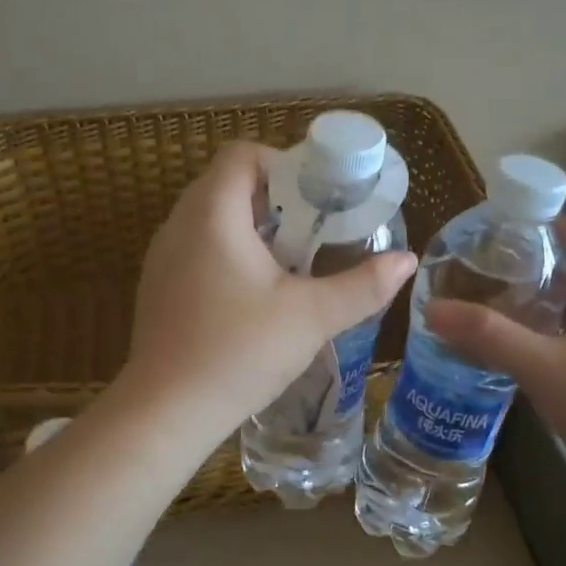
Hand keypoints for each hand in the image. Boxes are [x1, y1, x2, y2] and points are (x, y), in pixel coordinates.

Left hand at [121, 142, 416, 438]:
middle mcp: (178, 224)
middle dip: (275, 198)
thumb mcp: (311, 317)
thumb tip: (407, 261)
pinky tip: (253, 294)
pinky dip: (227, 251)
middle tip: (314, 229)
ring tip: (290, 261)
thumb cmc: (239, 352)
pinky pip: (195, 246)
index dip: (283, 163)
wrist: (166, 411)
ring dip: (251, 227)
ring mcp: (161, 256)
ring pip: (210, 217)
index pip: (242, 154)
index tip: (316, 196)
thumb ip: (362, 285)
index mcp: (212, 214)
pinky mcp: (158, 286)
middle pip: (227, 183)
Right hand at [423, 216, 565, 483]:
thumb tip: (431, 309)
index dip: (531, 227)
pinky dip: (558, 328)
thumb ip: (487, 336)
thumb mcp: (543, 368)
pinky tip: (531, 353)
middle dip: (527, 268)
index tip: (488, 246)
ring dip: (541, 302)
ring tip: (498, 316)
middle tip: (482, 284)